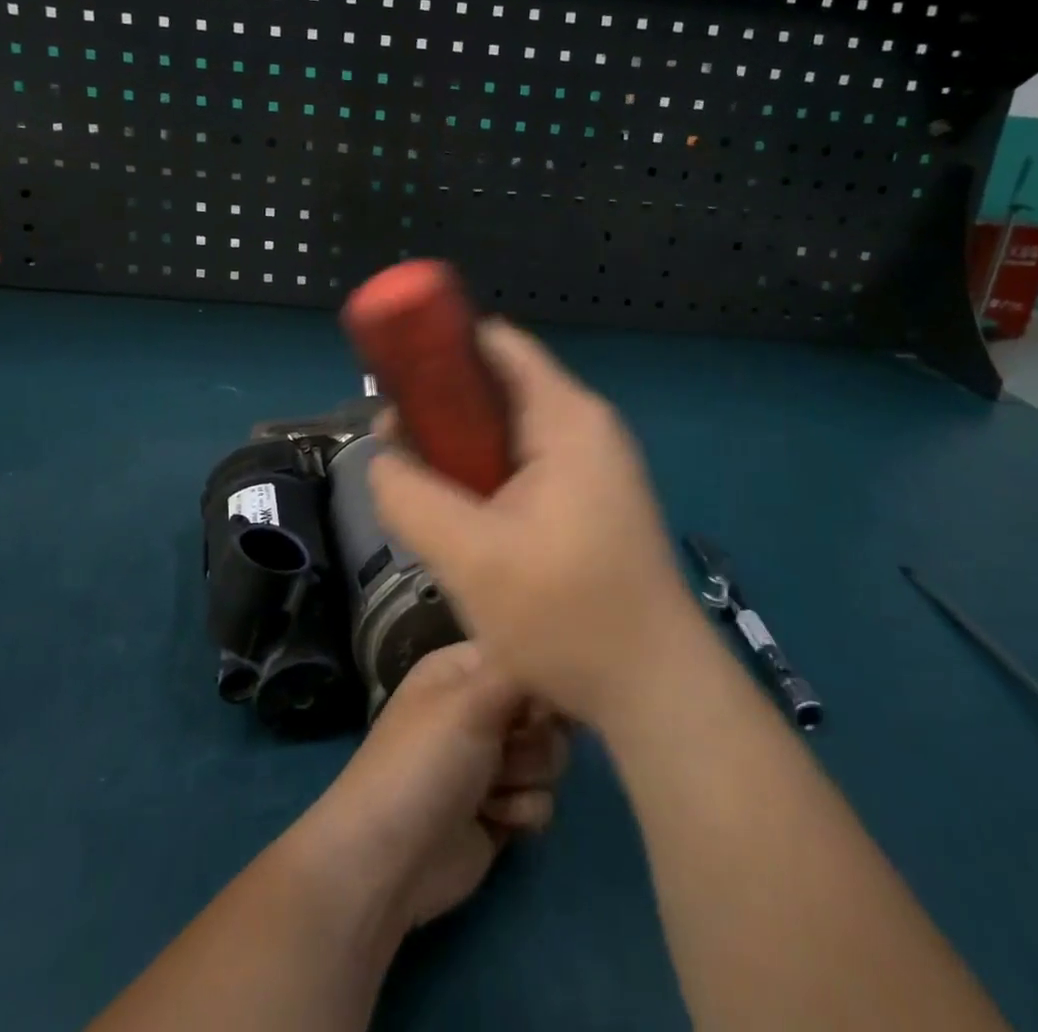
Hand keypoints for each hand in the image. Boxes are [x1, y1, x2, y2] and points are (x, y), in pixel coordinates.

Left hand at [297, 641, 567, 933]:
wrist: (391, 860)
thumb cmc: (425, 763)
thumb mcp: (470, 702)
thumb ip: (521, 672)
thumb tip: (556, 655)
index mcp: (461, 670)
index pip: (520, 653)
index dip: (537, 675)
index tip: (537, 697)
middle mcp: (478, 708)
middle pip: (544, 707)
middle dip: (534, 734)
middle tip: (506, 746)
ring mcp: (491, 760)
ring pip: (550, 755)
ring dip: (526, 775)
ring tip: (490, 789)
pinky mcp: (504, 809)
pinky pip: (542, 799)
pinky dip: (522, 811)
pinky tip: (492, 819)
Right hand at [368, 321, 696, 728]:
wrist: (656, 693)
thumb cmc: (568, 615)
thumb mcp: (469, 557)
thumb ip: (410, 497)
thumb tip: (381, 459)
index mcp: (566, 417)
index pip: (495, 344)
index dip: (439, 350)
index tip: (393, 381)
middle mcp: (584, 427)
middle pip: (497, 388)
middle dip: (441, 412)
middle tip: (396, 451)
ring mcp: (592, 466)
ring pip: (506, 434)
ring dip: (459, 454)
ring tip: (422, 494)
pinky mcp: (590, 502)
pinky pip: (523, 468)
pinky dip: (485, 480)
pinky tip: (462, 523)